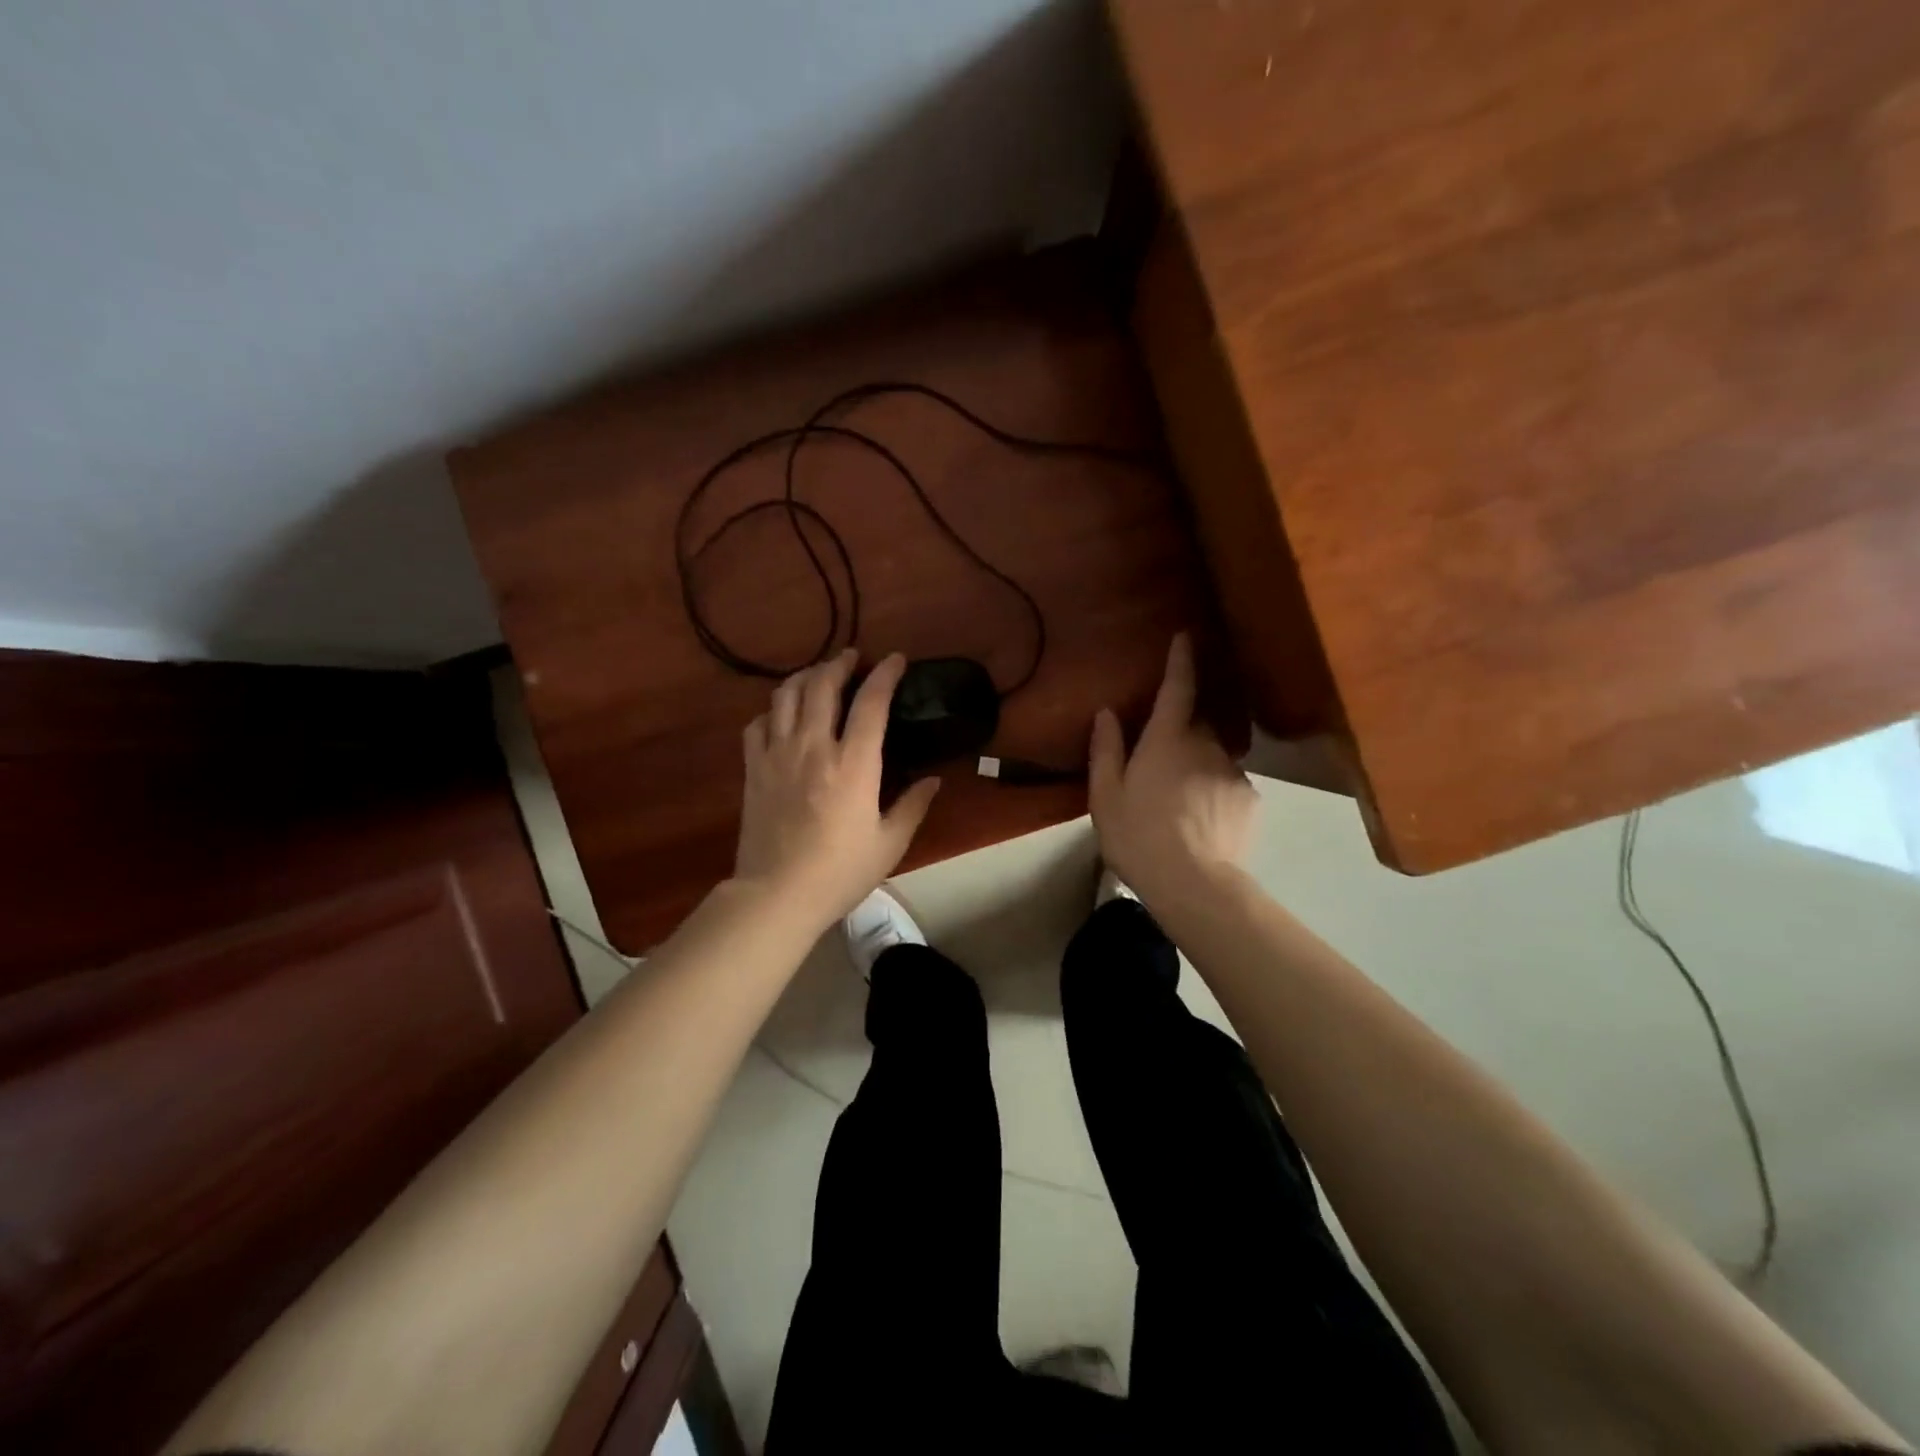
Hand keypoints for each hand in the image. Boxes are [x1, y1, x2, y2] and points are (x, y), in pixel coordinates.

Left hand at [735, 650, 940, 927]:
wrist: (777, 894)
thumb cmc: (840, 872)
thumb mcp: (890, 844)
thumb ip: (913, 806)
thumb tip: (933, 780)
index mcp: (853, 763)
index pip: (870, 702)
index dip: (885, 674)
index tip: (896, 659)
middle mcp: (813, 746)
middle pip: (822, 684)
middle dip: (839, 663)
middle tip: (853, 658)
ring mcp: (777, 754)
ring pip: (785, 695)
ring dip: (805, 676)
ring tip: (818, 675)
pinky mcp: (753, 769)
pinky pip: (758, 723)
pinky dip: (773, 710)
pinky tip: (783, 715)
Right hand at [1089, 634, 1257, 905]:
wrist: (1193, 884)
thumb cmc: (1138, 835)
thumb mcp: (1105, 795)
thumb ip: (1106, 750)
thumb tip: (1108, 713)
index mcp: (1167, 740)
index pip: (1177, 689)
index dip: (1180, 661)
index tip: (1185, 636)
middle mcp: (1206, 746)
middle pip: (1195, 727)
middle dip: (1180, 735)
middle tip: (1159, 767)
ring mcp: (1233, 773)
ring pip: (1213, 758)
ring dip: (1197, 769)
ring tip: (1178, 806)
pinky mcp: (1251, 800)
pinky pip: (1228, 786)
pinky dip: (1214, 795)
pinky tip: (1201, 824)